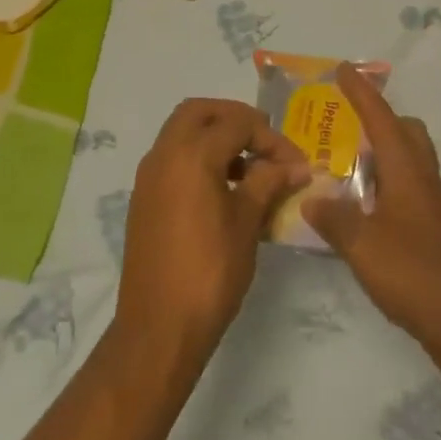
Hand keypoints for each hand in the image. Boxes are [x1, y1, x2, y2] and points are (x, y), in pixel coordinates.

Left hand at [114, 99, 310, 367]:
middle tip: (263, 141)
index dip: (271, 138)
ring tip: (249, 169)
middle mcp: (163, 154)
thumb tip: (297, 165)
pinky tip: (224, 191)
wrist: (158, 327)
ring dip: (215, 137)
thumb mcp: (247, 223)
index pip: (237, 123)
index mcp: (191, 154)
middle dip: (234, 119)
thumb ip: (269, 183)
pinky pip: (172, 158)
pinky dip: (198, 157)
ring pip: (182, 132)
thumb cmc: (210, 272)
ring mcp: (149, 175)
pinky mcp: (144, 197)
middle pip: (199, 112)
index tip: (295, 163)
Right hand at [304, 66, 440, 380]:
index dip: (361, 93)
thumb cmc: (414, 273)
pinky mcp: (432, 230)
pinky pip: (405, 189)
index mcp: (406, 171)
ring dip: (380, 153)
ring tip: (343, 165)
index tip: (343, 69)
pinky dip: (383, 185)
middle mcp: (422, 179)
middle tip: (344, 125)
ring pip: (407, 161)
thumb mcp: (362, 244)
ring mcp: (430, 206)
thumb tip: (311, 197)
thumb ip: (333, 218)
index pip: (381, 118)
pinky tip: (359, 209)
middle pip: (405, 133)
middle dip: (378, 119)